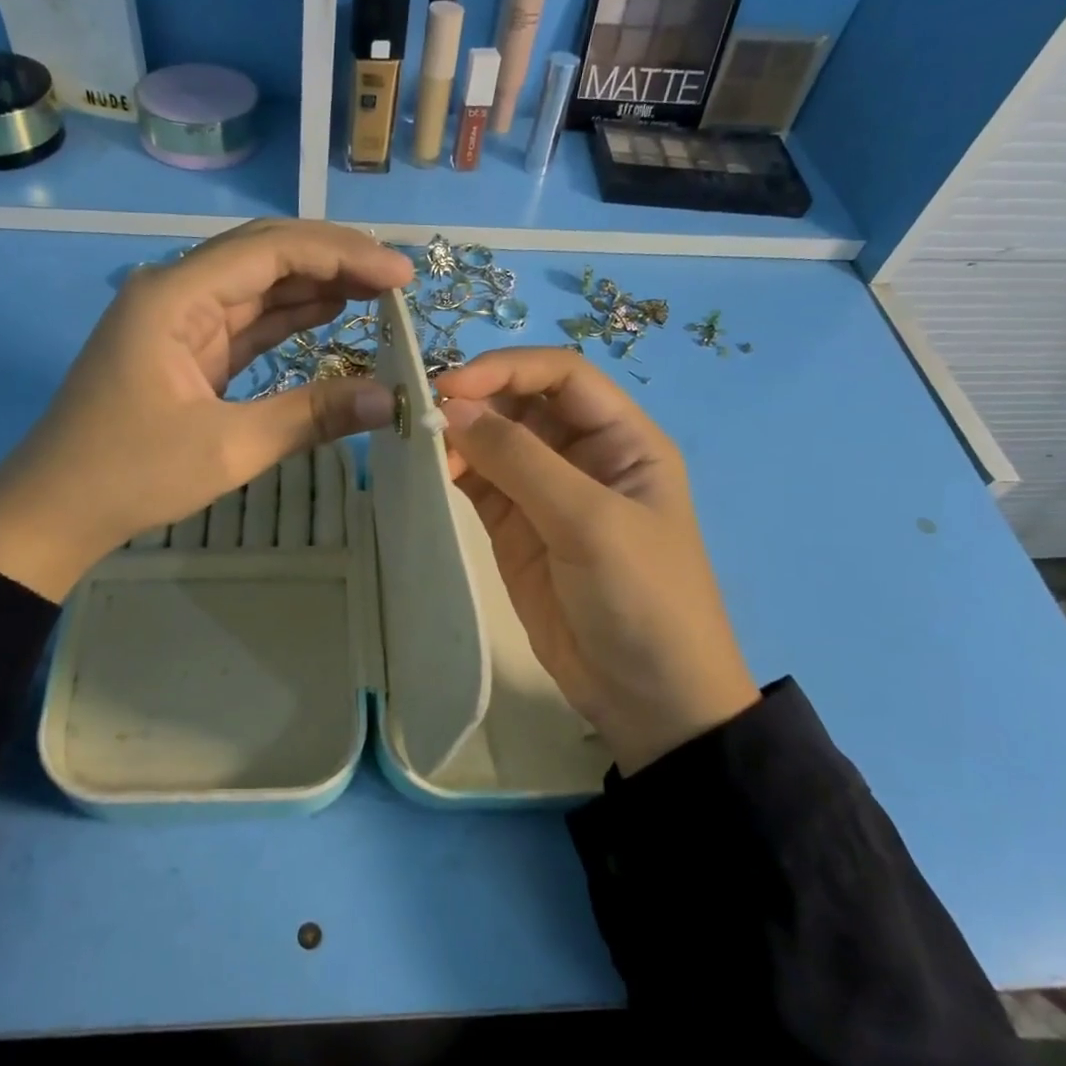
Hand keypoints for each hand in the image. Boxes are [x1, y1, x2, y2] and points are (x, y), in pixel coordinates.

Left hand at [0, 219, 414, 600]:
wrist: (55, 511)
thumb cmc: (130, 474)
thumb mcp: (229, 447)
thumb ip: (312, 416)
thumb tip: (392, 400)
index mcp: (175, 296)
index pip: (270, 250)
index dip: (342, 254)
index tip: (400, 276)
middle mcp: (175, 293)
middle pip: (264, 255)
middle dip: (333, 260)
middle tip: (396, 280)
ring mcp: (179, 323)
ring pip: (257, 287)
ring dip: (315, 286)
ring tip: (378, 292)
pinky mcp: (186, 353)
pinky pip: (246, 323)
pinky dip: (289, 320)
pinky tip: (330, 314)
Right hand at [434, 349, 759, 772]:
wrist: (648, 697)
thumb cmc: (642, 598)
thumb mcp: (590, 522)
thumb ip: (520, 461)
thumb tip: (451, 407)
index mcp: (623, 438)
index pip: (562, 376)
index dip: (507, 369)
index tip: (451, 387)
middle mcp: (583, 455)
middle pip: (522, 403)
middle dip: (475, 401)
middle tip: (421, 415)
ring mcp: (545, 494)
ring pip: (493, 442)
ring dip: (458, 436)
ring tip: (417, 444)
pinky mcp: (515, 529)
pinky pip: (479, 484)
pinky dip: (452, 472)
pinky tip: (426, 472)